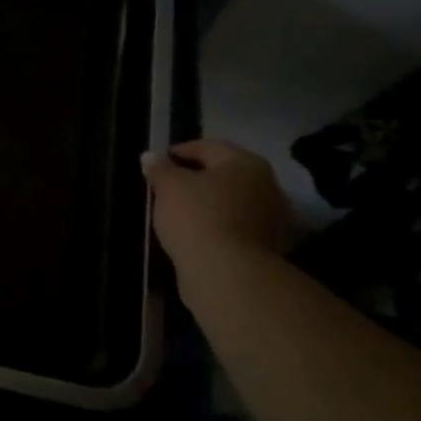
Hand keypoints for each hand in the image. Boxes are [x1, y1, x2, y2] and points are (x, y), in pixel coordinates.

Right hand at [141, 139, 290, 264]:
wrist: (226, 273)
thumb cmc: (196, 217)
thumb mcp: (168, 187)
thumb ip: (159, 169)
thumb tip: (150, 156)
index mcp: (245, 163)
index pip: (208, 147)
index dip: (180, 152)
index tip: (158, 163)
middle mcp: (266, 185)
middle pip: (223, 174)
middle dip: (196, 178)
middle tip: (167, 187)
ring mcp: (270, 218)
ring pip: (230, 201)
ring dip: (208, 203)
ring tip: (178, 212)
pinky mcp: (266, 247)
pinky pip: (234, 225)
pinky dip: (216, 224)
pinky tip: (195, 232)